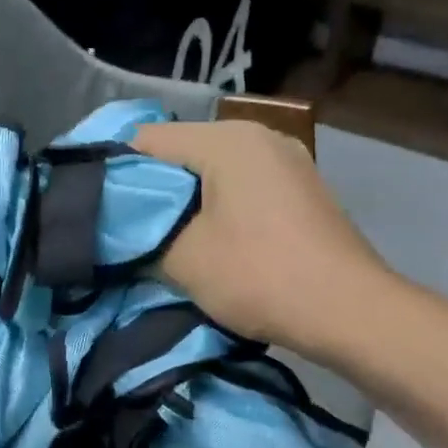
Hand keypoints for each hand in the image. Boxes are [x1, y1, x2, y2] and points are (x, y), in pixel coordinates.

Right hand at [132, 121, 390, 355]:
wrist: (349, 311)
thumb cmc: (259, 275)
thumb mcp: (183, 260)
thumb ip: (141, 236)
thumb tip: (121, 230)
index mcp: (227, 139)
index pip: (147, 139)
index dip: (114, 172)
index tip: (98, 209)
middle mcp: (260, 136)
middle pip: (183, 152)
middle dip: (153, 190)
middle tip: (127, 231)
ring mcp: (288, 161)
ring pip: (215, 172)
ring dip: (187, 203)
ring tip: (166, 241)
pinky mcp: (303, 190)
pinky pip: (244, 188)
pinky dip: (220, 208)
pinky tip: (212, 242)